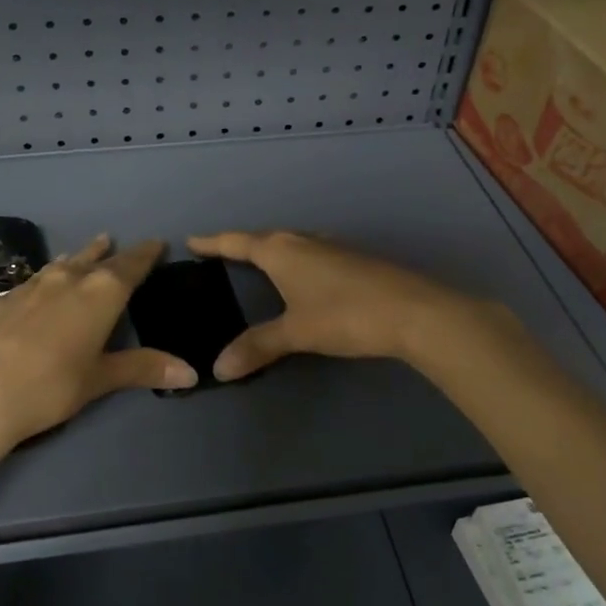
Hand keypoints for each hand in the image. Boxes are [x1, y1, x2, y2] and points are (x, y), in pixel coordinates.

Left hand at [0, 234, 196, 445]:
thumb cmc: (51, 386)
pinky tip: (39, 285)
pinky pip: (33, 279)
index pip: (130, 265)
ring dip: (78, 257)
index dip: (145, 254)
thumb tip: (192, 374)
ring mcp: (31, 285)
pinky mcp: (2, 299)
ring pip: (61, 263)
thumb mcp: (100, 379)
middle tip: (118, 243)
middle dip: (111, 252)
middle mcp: (68, 279)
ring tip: (85, 251)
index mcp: (101, 293)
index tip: (156, 243)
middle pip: (96, 259)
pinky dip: (46, 277)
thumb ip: (143, 368)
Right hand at [187, 230, 490, 380]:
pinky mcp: (353, 259)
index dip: (213, 242)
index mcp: (281, 251)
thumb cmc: (345, 315)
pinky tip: (305, 275)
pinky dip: (296, 260)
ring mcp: (331, 247)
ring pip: (291, 243)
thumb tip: (218, 367)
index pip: (237, 242)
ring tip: (260, 262)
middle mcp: (303, 240)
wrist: (413, 311)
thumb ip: (258, 347)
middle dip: (242, 245)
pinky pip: (311, 252)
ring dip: (272, 250)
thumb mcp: (297, 333)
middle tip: (222, 253)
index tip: (192, 240)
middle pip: (264, 238)